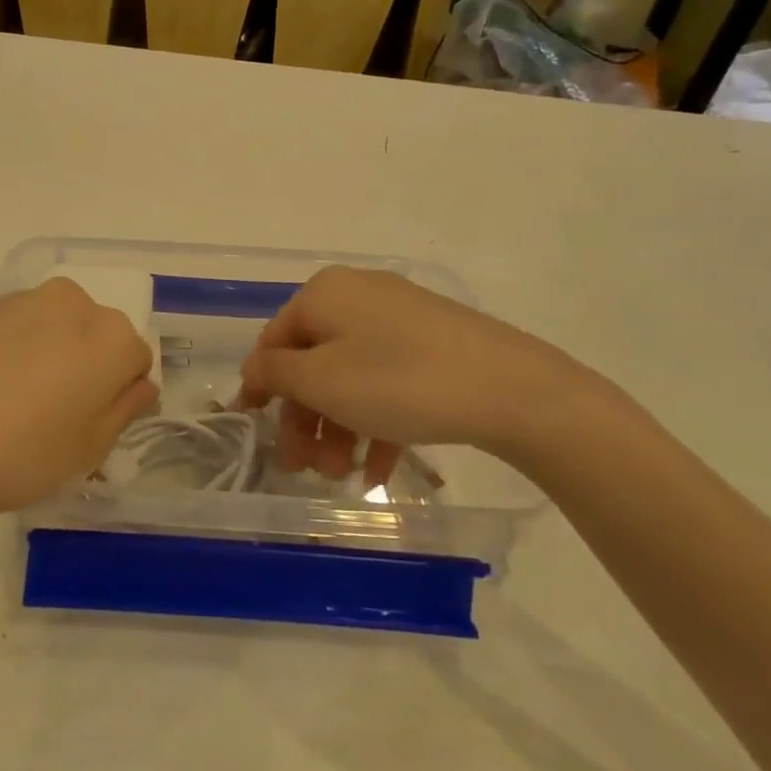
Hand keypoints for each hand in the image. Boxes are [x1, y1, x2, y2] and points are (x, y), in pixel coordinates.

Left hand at [0, 278, 157, 527]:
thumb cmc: (13, 454)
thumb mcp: (86, 451)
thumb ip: (123, 410)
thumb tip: (137, 384)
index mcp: (109, 336)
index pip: (135, 360)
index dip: (116, 397)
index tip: (87, 428)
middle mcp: (69, 303)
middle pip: (94, 336)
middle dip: (83, 369)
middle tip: (50, 420)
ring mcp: (16, 300)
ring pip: (50, 329)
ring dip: (44, 358)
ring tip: (5, 409)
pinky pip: (9, 330)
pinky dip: (5, 354)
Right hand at [239, 267, 590, 483]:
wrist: (516, 391)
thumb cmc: (398, 381)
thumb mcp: (320, 380)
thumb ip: (274, 373)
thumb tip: (254, 368)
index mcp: (324, 294)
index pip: (274, 342)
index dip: (261, 389)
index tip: (257, 431)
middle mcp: (358, 297)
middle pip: (313, 363)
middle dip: (306, 420)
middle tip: (305, 468)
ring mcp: (400, 321)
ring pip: (350, 378)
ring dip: (339, 429)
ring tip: (343, 476)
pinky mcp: (434, 346)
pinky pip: (387, 383)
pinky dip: (376, 424)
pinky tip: (378, 471)